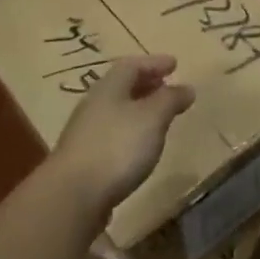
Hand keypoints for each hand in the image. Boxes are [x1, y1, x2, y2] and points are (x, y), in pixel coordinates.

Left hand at [48, 55, 195, 218]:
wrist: (73, 195)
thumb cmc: (117, 147)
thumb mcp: (152, 118)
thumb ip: (169, 100)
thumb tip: (186, 87)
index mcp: (109, 88)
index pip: (131, 65)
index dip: (154, 63)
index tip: (175, 64)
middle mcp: (94, 105)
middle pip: (121, 86)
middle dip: (146, 84)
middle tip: (167, 86)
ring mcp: (86, 133)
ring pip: (116, 110)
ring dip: (138, 108)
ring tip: (159, 117)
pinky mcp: (85, 159)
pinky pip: (112, 133)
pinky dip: (131, 130)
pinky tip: (140, 145)